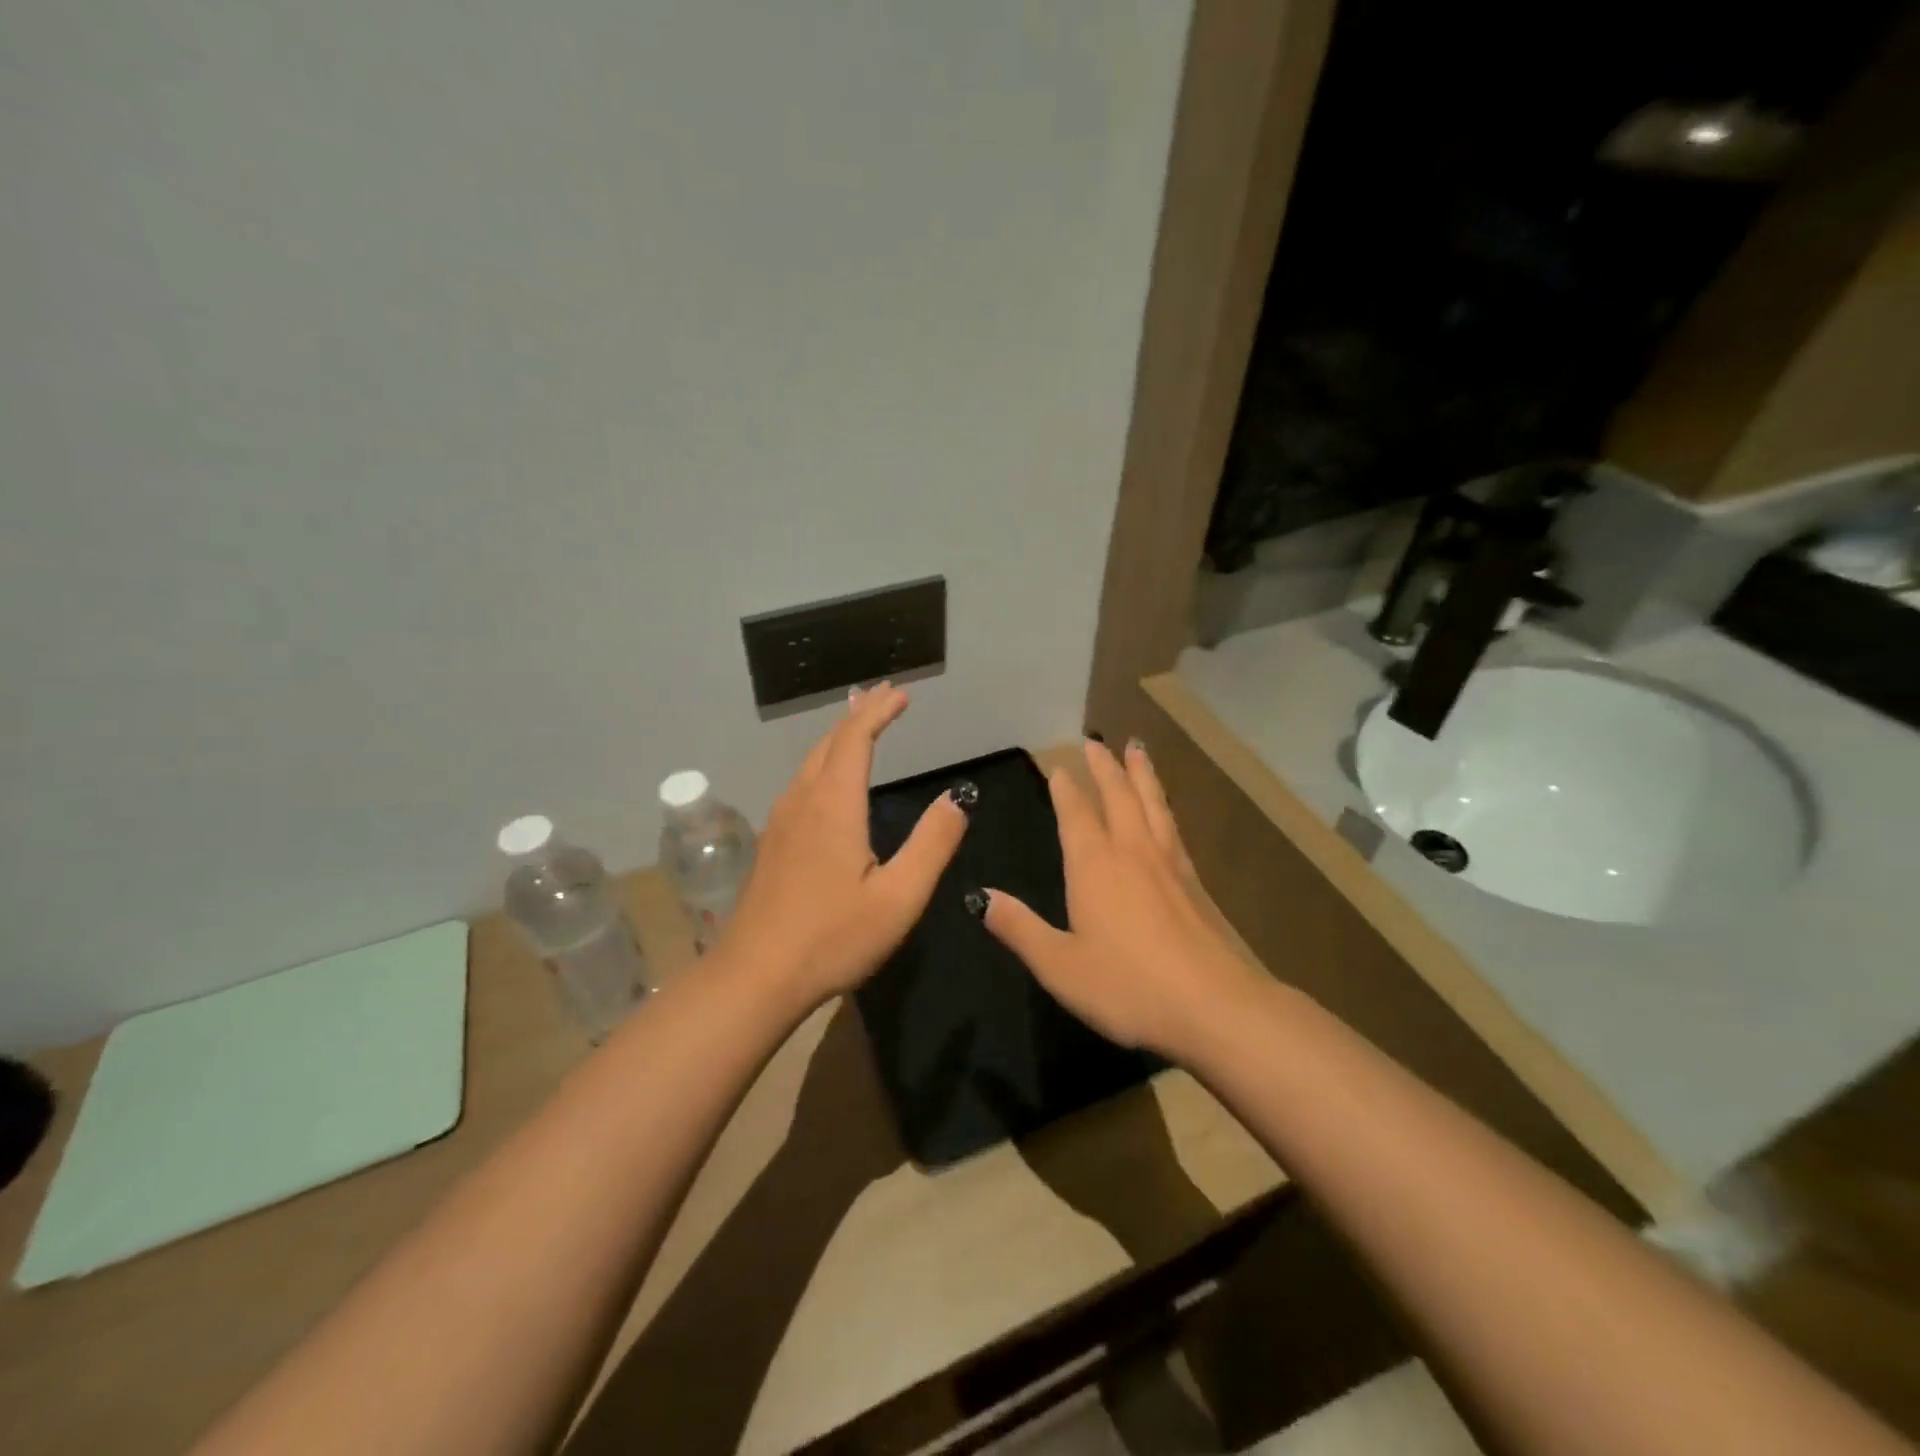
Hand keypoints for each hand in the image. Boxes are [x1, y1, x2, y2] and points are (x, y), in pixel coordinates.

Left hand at [720, 683, 968, 1008]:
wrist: (754, 978)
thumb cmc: (832, 938)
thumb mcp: (899, 897)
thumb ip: (932, 844)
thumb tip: (956, 799)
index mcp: (833, 806)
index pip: (854, 739)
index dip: (878, 711)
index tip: (902, 694)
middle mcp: (802, 803)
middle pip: (828, 744)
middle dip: (858, 716)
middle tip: (883, 698)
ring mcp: (780, 824)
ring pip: (809, 764)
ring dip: (837, 739)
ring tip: (859, 728)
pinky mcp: (771, 846)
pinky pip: (800, 786)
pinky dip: (823, 765)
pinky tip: (829, 784)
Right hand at [980, 738, 1259, 1061]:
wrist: (1213, 1006)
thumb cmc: (1127, 986)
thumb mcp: (1059, 965)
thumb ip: (1019, 928)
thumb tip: (980, 897)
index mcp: (1094, 866)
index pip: (1076, 815)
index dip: (1066, 789)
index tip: (1059, 766)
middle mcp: (1132, 853)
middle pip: (1118, 796)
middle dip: (1104, 767)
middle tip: (1095, 741)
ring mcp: (1168, 865)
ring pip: (1152, 804)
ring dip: (1141, 774)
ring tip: (1137, 749)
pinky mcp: (1194, 883)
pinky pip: (1173, 827)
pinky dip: (1164, 806)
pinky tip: (1166, 811)